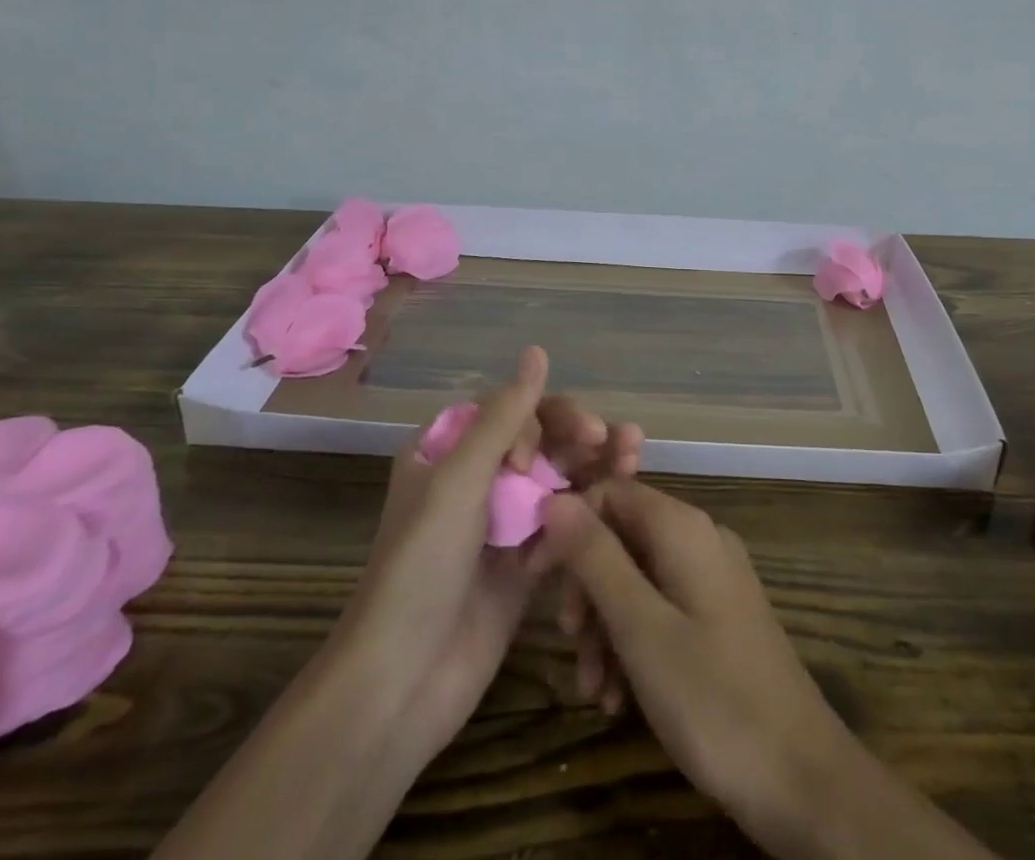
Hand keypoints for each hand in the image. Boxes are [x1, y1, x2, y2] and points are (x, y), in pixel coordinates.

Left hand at [335, 347, 641, 767]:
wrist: (401, 684)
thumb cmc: (421, 567)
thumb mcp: (459, 481)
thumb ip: (505, 416)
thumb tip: (538, 350)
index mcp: (449, 450)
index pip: (511, 412)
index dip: (538, 421)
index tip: (537, 458)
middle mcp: (477, 480)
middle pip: (542, 442)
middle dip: (580, 438)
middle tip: (619, 442)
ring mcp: (502, 524)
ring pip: (558, 480)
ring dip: (595, 468)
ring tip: (633, 459)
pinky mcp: (523, 565)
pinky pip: (562, 525)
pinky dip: (586, 516)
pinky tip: (614, 512)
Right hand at [536, 480, 855, 844]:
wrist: (802, 778)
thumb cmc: (713, 698)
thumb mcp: (640, 628)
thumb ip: (595, 558)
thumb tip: (553, 499)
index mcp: (682, 528)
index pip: (609, 493)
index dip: (568, 528)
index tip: (535, 579)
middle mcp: (699, 539)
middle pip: (621, 537)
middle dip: (586, 588)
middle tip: (569, 644)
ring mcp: (712, 579)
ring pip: (637, 580)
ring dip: (605, 627)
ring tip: (593, 689)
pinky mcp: (718, 618)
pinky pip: (661, 610)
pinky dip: (633, 644)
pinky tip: (618, 698)